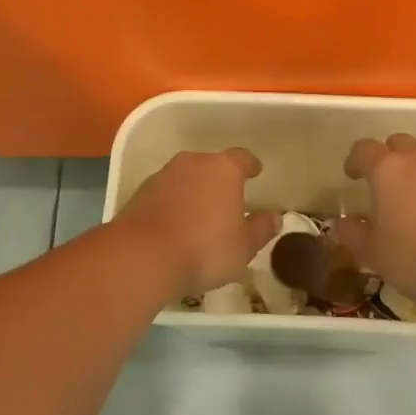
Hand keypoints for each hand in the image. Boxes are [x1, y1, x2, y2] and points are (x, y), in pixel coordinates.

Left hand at [114, 149, 280, 299]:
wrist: (142, 256)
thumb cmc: (204, 249)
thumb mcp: (243, 247)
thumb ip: (261, 229)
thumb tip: (275, 217)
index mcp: (224, 169)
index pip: (242, 158)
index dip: (250, 165)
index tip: (256, 172)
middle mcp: (193, 163)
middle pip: (211, 166)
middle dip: (220, 180)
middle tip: (228, 201)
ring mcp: (163, 175)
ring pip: (186, 178)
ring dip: (194, 192)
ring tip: (200, 216)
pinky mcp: (140, 193)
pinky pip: (165, 194)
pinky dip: (173, 204)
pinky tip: (175, 226)